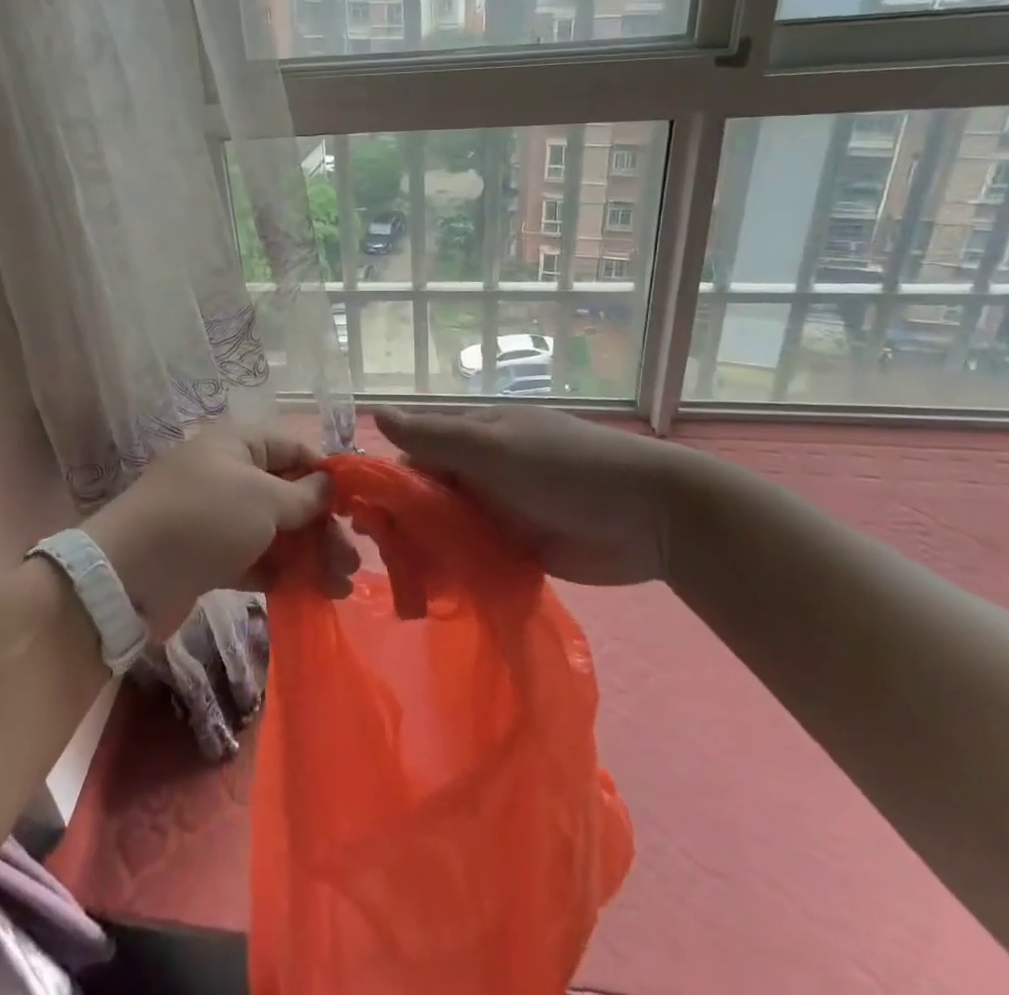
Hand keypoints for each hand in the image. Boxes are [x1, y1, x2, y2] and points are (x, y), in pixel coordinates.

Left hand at [84, 423, 356, 640]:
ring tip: (339, 587)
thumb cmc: (204, 519)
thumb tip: (329, 484)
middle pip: (288, 494)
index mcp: (238, 444)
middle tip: (351, 562)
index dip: (326, 475)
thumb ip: (302, 495)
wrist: (128, 574)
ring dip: (308, 555)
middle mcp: (228, 474)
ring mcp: (217, 517)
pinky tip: (307, 594)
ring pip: (274, 530)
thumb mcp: (262, 499)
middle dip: (322, 526)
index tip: (356, 508)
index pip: (294, 449)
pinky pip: (253, 558)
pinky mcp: (208, 555)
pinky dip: (279, 572)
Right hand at [374, 404, 709, 586]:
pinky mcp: (517, 548)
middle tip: (376, 555)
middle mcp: (480, 470)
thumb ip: (434, 436)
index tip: (359, 512)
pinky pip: (472, 557)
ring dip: (424, 550)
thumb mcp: (493, 446)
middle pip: (426, 494)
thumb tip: (375, 413)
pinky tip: (432, 594)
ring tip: (401, 582)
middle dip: (401, 521)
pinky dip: (453, 571)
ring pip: (445, 529)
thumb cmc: (564, 467)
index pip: (414, 452)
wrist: (650, 517)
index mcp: (474, 435)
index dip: (386, 479)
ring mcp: (499, 510)